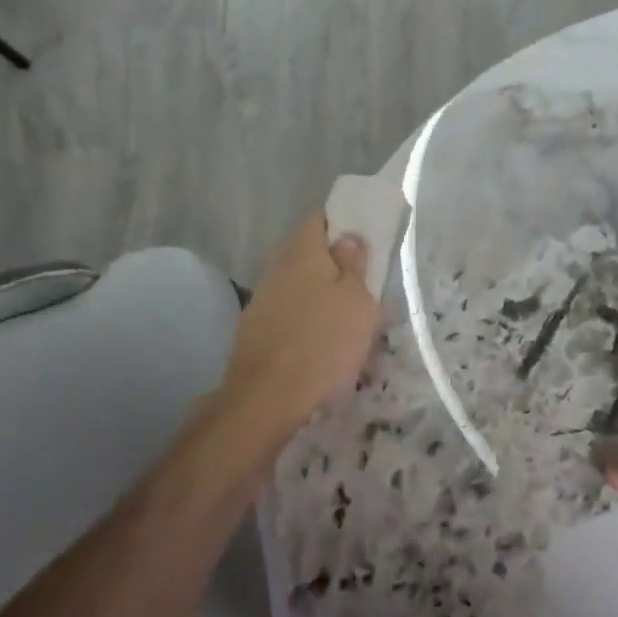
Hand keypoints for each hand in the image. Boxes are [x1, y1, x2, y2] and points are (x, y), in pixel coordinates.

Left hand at [221, 212, 380, 431]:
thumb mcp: (358, 303)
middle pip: (307, 254)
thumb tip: (348, 237)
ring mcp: (262, 301)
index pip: (319, 218)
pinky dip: (306, 321)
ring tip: (346, 320)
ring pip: (298, 287)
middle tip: (362, 283)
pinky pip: (288, 315)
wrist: (267, 398)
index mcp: (304, 254)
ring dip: (320, 296)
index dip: (341, 220)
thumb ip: (354, 266)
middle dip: (333, 263)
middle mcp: (277, 269)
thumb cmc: (324, 344)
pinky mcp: (255, 331)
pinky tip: (321, 343)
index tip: (363, 233)